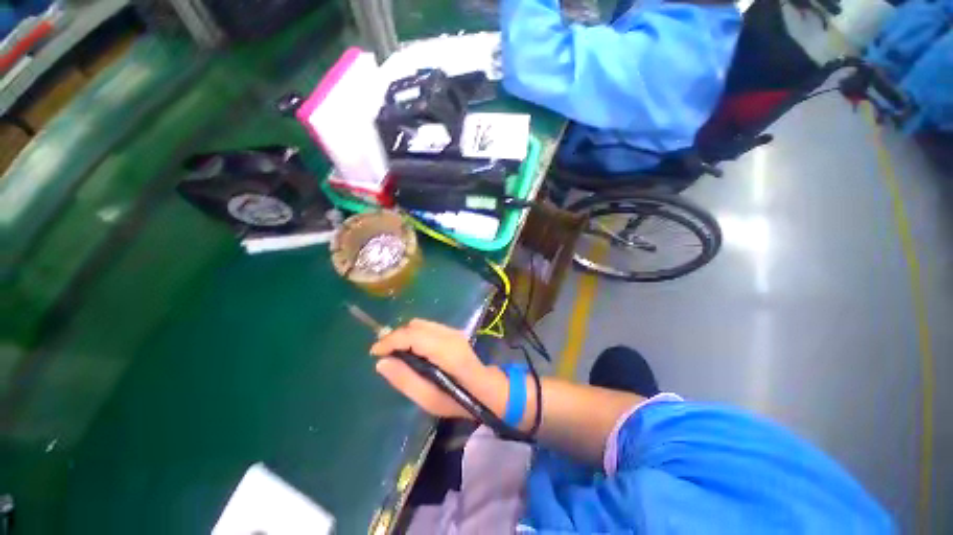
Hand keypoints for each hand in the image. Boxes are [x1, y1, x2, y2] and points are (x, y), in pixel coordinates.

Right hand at [370, 319, 506, 418]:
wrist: (486, 389)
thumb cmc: (458, 400)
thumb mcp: (428, 399)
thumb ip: (405, 380)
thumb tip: (381, 362)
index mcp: (446, 351)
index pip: (413, 335)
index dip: (390, 340)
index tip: (374, 352)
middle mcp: (449, 335)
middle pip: (415, 326)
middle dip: (395, 337)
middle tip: (384, 355)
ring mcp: (453, 331)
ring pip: (420, 324)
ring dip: (404, 335)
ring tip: (395, 353)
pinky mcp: (453, 332)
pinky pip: (427, 327)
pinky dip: (414, 334)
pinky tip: (412, 350)